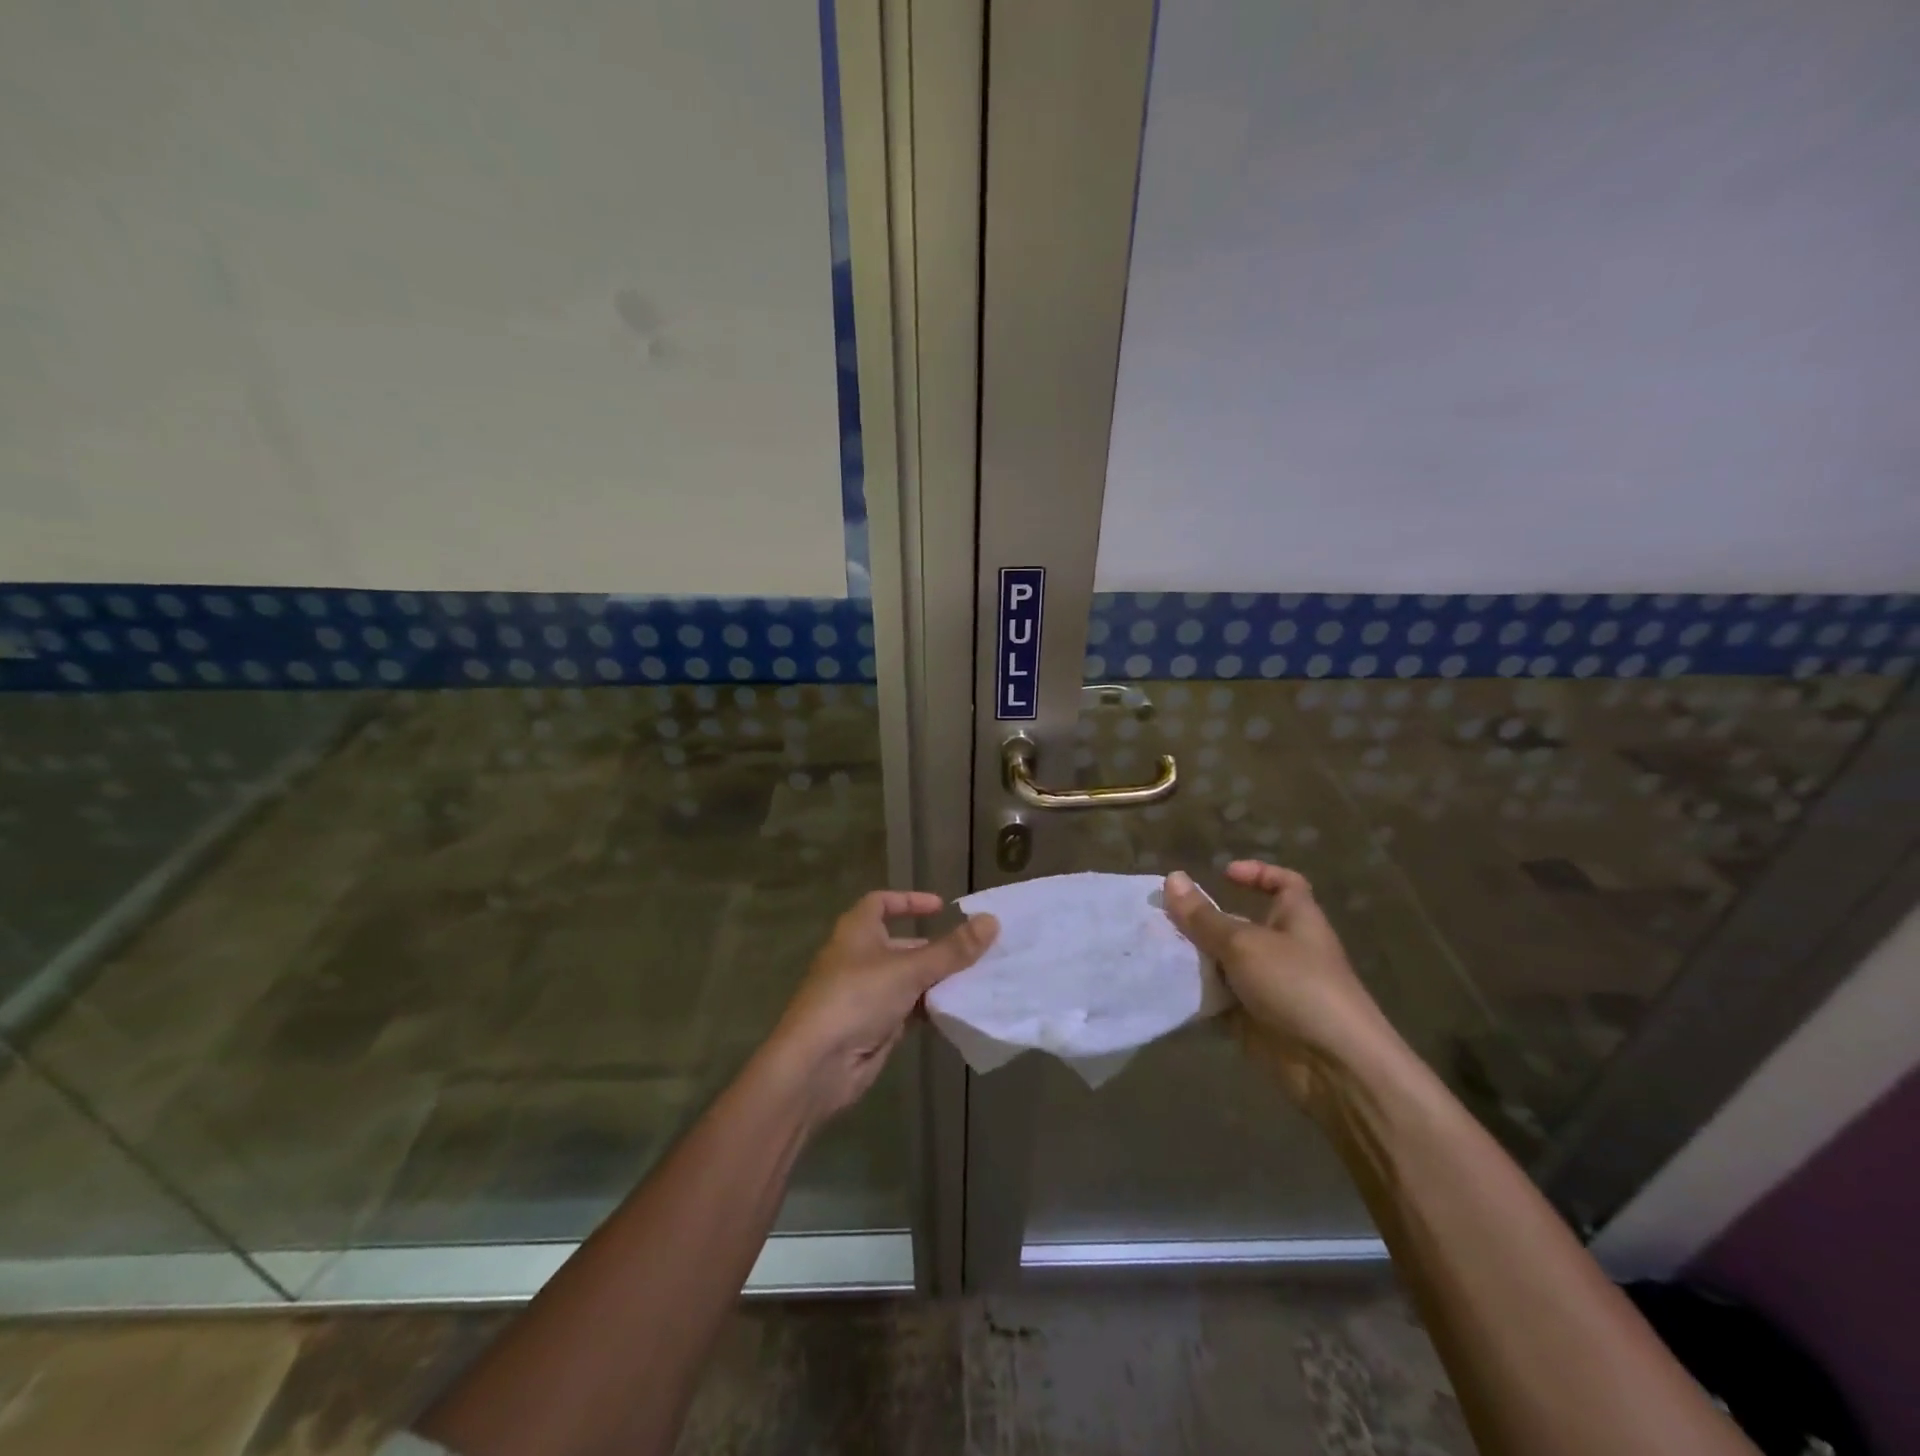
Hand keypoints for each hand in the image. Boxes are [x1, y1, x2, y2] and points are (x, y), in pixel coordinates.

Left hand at [768, 891, 998, 1121]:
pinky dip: (930, 1009)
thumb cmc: (857, 998)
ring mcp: (866, 993)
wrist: (817, 1065)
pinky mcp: (873, 1026)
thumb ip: (952, 950)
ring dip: (937, 980)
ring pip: (908, 979)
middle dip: (935, 948)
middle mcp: (860, 957)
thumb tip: (991, 921)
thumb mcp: (908, 969)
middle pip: (902, 945)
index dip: (910, 901)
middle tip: (974, 952)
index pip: (882, 903)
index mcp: (858, 931)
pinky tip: (958, 1012)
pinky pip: (908, 1009)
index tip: (942, 907)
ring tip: (976, 981)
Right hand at [1163, 862, 1397, 1113]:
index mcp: (1296, 919)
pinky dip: (1194, 993)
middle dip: (1202, 920)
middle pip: (1239, 924)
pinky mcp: (1252, 1019)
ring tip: (1151, 948)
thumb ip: (1203, 916)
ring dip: (1192, 957)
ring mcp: (1267, 986)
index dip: (1258, 874)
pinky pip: (1217, 999)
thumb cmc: (1296, 985)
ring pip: (1222, 963)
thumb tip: (1172, 877)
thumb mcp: (1244, 943)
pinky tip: (1162, 985)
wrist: (1333, 1066)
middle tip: (1160, 917)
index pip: (1284, 883)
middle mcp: (1283, 949)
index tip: (1223, 875)